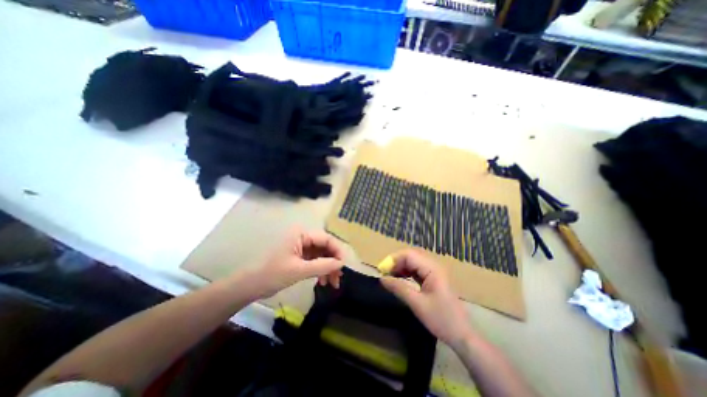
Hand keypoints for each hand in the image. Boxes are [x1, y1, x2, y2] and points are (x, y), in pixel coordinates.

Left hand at [252, 226, 345, 297]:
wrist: (250, 286)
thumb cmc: (273, 274)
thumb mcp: (299, 270)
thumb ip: (323, 266)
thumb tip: (341, 264)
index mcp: (301, 234)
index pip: (326, 239)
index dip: (337, 251)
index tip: (343, 266)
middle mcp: (303, 237)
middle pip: (325, 247)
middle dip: (332, 262)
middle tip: (338, 279)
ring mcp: (301, 246)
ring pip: (321, 255)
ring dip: (327, 268)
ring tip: (332, 283)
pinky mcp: (299, 256)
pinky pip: (315, 260)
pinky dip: (320, 270)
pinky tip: (322, 281)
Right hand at [382, 250, 474, 345]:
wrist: (462, 335)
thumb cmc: (441, 319)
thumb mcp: (417, 304)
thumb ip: (398, 288)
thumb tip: (382, 278)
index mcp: (432, 269)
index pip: (409, 255)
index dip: (393, 260)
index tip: (382, 270)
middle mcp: (434, 266)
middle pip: (411, 256)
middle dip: (396, 262)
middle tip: (385, 273)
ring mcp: (435, 271)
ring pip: (414, 262)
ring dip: (401, 267)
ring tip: (390, 276)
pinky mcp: (434, 278)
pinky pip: (417, 269)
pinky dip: (407, 272)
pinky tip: (400, 279)